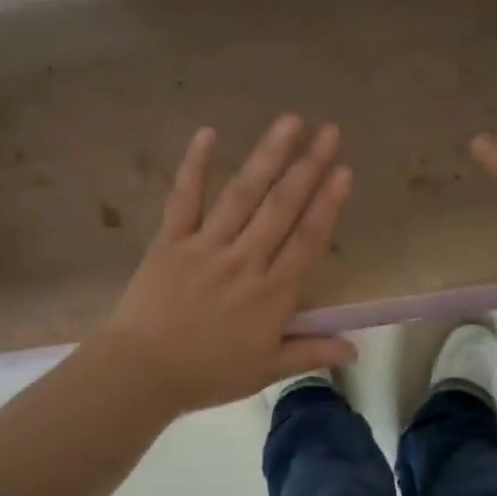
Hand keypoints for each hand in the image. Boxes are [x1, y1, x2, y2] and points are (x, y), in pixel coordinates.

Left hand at [90, 115, 356, 416]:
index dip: (327, 204)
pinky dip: (196, 165)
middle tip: (328, 131)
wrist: (140, 374)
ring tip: (289, 122)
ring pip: (243, 195)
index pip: (307, 240)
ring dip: (268, 156)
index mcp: (270, 293)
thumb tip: (356, 348)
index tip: (343, 170)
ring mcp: (206, 246)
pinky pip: (185, 198)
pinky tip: (209, 132)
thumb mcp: (265, 370)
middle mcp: (244, 260)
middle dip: (308, 166)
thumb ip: (310, 351)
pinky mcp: (171, 240)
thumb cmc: (207, 373)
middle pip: (282, 207)